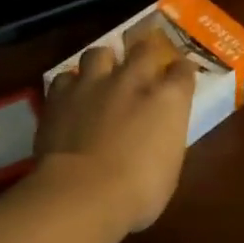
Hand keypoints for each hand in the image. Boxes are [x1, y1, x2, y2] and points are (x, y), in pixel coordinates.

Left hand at [37, 33, 197, 232]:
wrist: (82, 193)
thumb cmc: (139, 192)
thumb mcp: (169, 169)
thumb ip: (164, 139)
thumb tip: (158, 136)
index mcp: (168, 99)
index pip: (183, 71)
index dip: (182, 73)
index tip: (180, 79)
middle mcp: (133, 80)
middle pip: (144, 49)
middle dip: (146, 56)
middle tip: (143, 68)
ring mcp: (94, 83)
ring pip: (100, 52)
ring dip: (104, 62)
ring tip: (102, 77)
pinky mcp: (60, 95)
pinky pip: (66, 77)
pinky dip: (71, 85)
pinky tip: (71, 99)